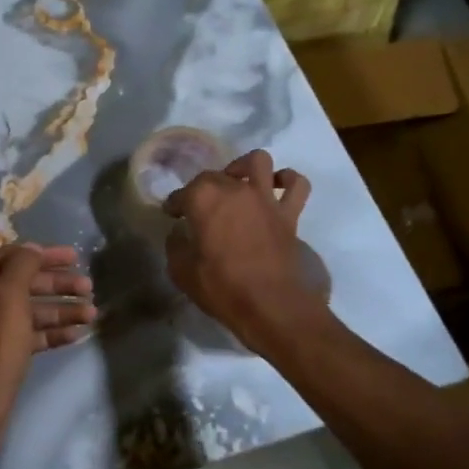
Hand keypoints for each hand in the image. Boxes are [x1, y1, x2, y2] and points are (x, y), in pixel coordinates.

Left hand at [0, 244, 94, 462]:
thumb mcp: (7, 301)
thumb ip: (21, 268)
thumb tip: (32, 248)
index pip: (11, 258)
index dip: (44, 255)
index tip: (75, 257)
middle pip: (22, 284)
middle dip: (56, 284)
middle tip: (89, 287)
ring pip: (28, 312)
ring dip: (60, 309)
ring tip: (92, 313)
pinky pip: (29, 336)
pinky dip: (52, 333)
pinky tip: (77, 334)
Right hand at [164, 150, 315, 349]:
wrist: (270, 306)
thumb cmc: (221, 288)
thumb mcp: (182, 271)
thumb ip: (176, 246)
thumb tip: (178, 234)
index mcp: (203, 199)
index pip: (181, 193)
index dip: (174, 204)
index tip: (171, 215)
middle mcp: (234, 189)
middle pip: (215, 175)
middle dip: (202, 187)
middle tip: (199, 207)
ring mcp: (265, 198)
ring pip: (258, 161)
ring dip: (245, 167)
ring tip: (238, 182)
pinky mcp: (289, 214)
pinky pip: (297, 185)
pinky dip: (288, 180)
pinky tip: (277, 187)